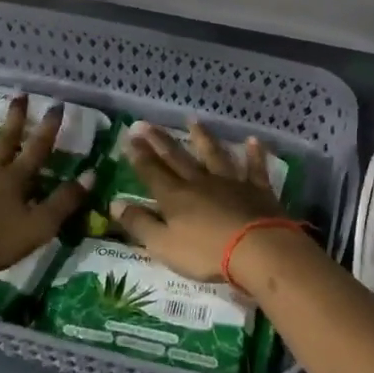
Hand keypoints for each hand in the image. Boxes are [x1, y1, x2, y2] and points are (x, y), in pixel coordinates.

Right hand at [112, 123, 311, 289]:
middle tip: (146, 123)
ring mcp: (231, 183)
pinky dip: (254, 154)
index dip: (138, 155)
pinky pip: (254, 168)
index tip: (128, 137)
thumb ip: (139, 223)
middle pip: (177, 158)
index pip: (151, 172)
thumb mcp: (163, 244)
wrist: (257, 249)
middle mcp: (200, 182)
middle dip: (160, 141)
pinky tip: (253, 140)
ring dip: (203, 137)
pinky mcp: (257, 190)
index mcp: (175, 197)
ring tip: (193, 120)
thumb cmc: (206, 252)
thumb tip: (115, 203)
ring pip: (213, 155)